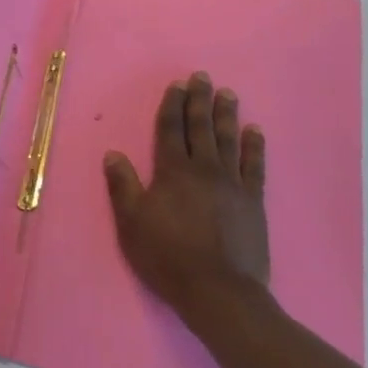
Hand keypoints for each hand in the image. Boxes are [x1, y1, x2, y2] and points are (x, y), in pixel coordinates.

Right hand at [104, 72, 270, 330]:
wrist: (218, 290)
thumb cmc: (167, 255)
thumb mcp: (131, 222)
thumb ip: (123, 185)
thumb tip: (113, 154)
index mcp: (172, 171)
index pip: (171, 130)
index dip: (172, 105)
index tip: (177, 84)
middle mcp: (204, 169)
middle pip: (201, 128)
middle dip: (200, 101)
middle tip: (203, 77)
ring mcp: (233, 184)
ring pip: (229, 140)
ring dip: (227, 115)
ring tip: (228, 93)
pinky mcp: (253, 202)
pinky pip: (255, 166)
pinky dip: (255, 146)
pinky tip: (255, 131)